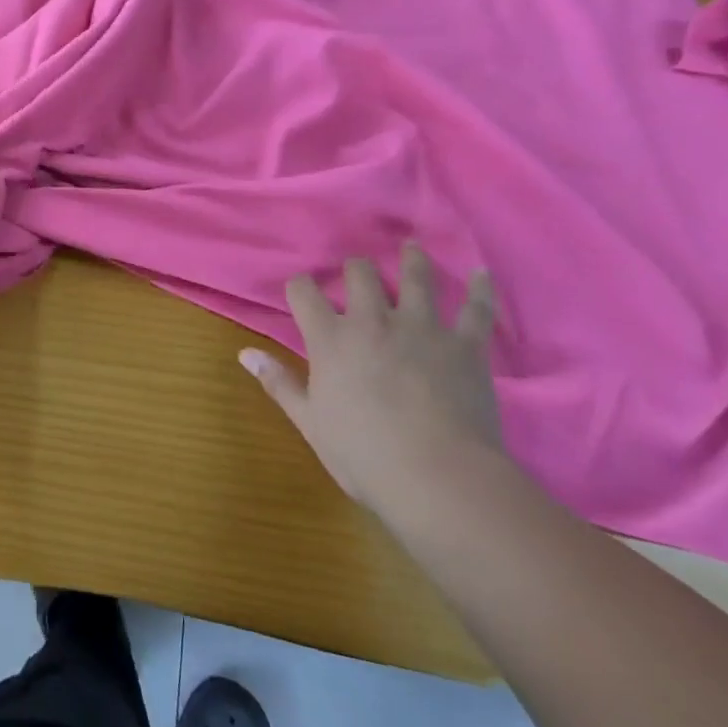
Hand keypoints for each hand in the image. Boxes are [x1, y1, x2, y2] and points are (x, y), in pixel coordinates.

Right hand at [241, 244, 501, 510]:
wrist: (439, 478)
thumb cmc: (365, 455)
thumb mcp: (311, 423)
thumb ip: (279, 383)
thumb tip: (244, 354)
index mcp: (331, 339)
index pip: (303, 292)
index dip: (299, 287)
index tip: (301, 293)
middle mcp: (373, 321)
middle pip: (360, 274)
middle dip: (354, 270)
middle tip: (357, 275)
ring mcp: (422, 328)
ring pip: (416, 278)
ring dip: (412, 261)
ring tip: (411, 248)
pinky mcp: (465, 345)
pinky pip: (476, 309)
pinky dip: (480, 290)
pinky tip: (482, 274)